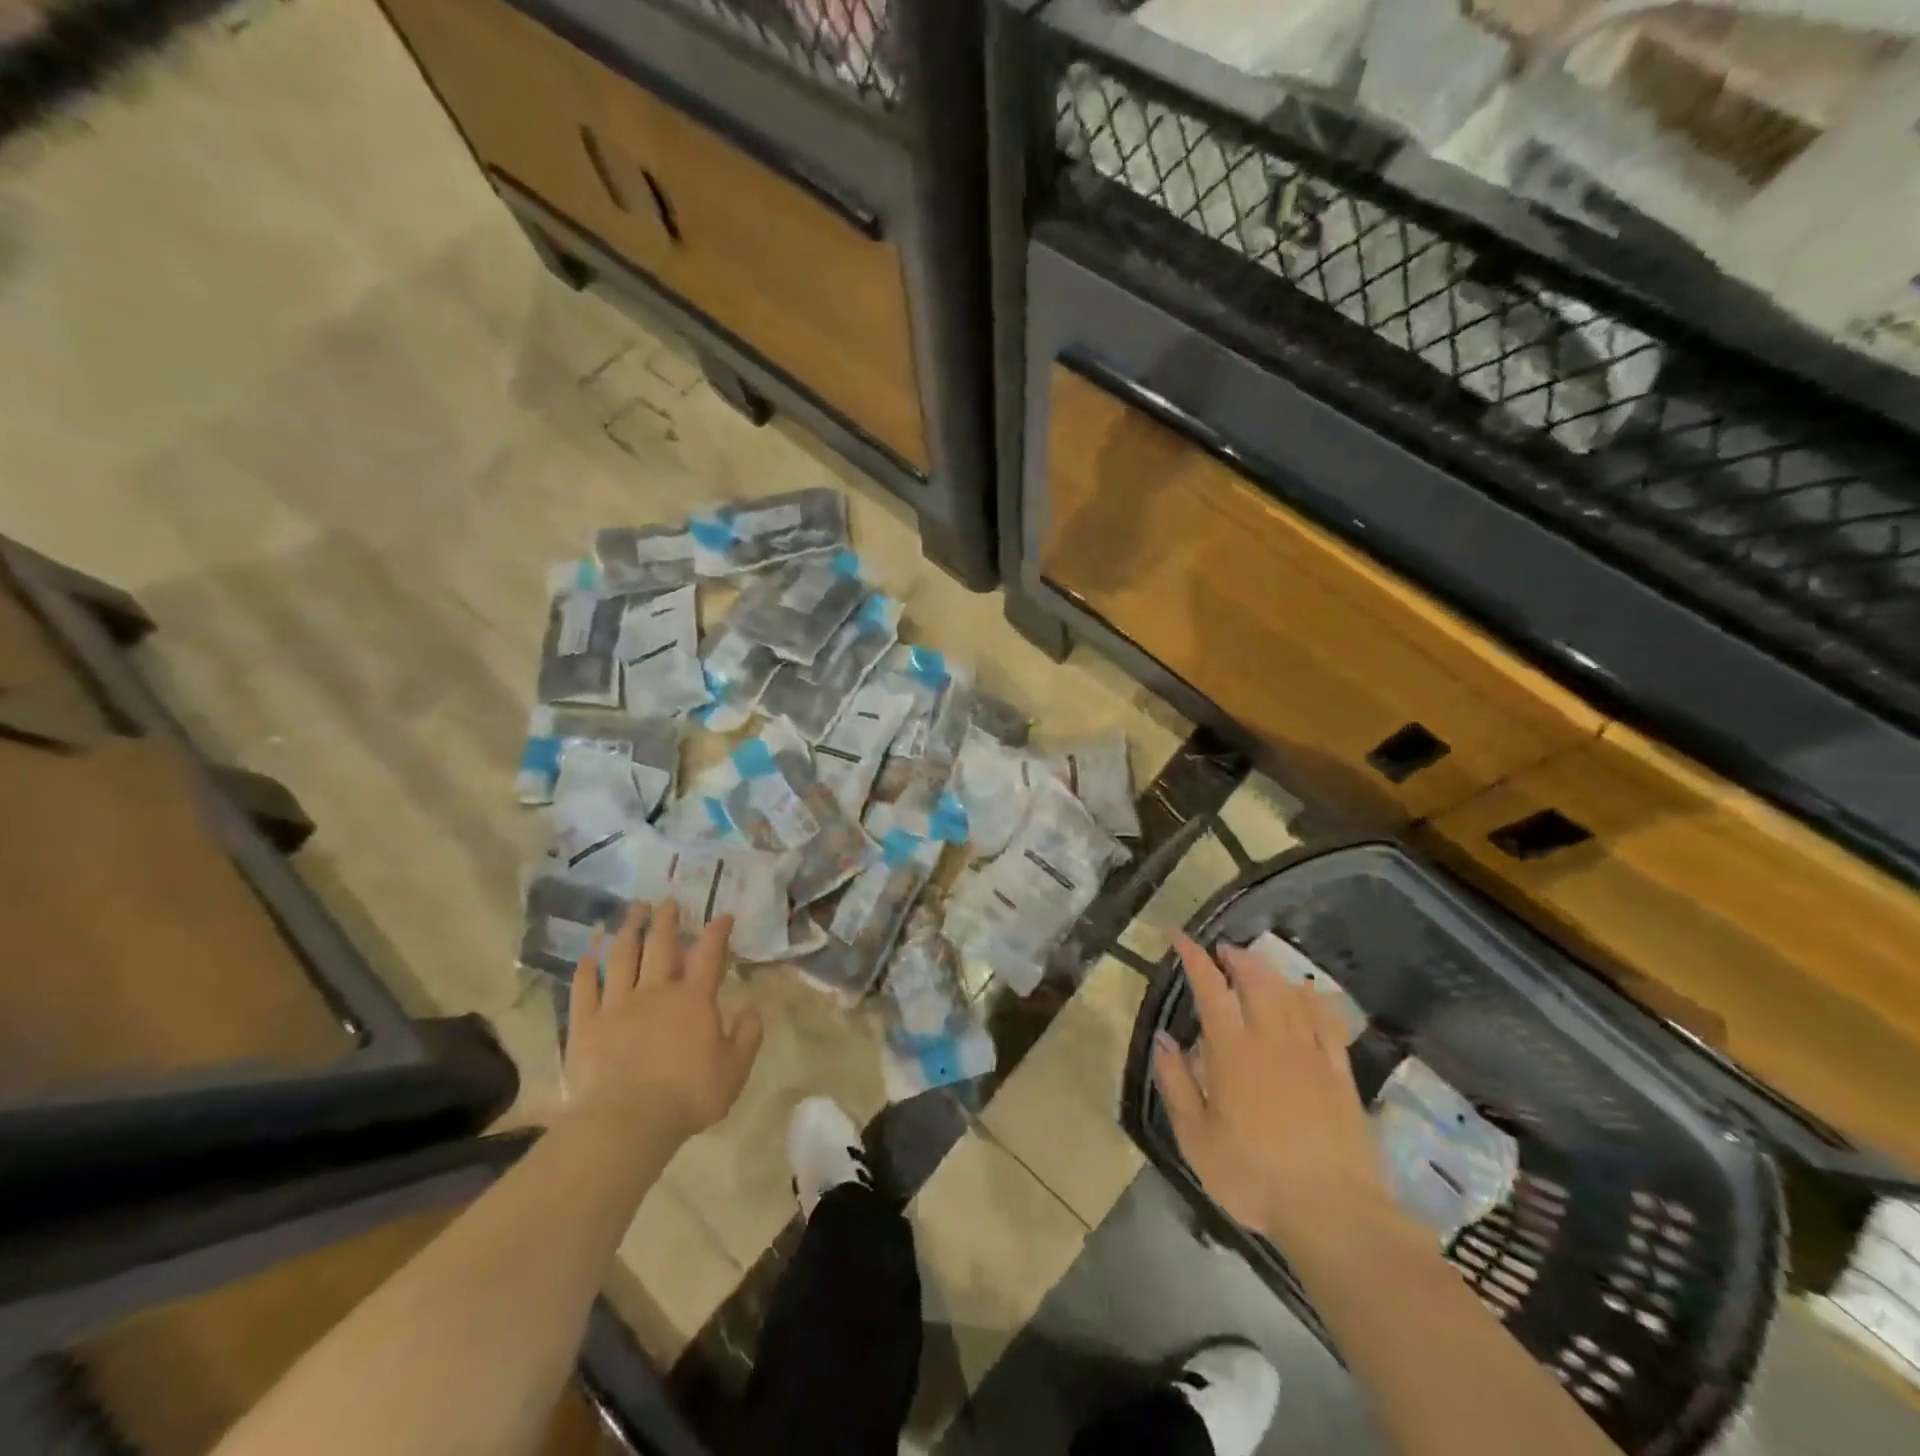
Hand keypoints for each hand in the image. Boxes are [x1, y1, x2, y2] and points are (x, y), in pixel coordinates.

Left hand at [564, 901, 762, 1142]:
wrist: (628, 1121)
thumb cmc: (688, 1095)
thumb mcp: (735, 1069)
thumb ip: (748, 1035)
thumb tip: (751, 1007)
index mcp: (694, 999)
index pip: (709, 955)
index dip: (717, 932)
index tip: (723, 915)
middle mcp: (656, 991)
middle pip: (661, 945)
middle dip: (666, 920)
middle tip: (667, 901)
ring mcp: (618, 1004)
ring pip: (622, 957)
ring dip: (628, 930)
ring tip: (632, 910)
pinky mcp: (587, 1024)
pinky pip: (585, 988)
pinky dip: (587, 967)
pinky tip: (589, 952)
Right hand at [1153, 932, 1383, 1246]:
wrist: (1332, 1211)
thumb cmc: (1253, 1176)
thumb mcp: (1196, 1138)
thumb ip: (1176, 1083)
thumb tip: (1163, 1038)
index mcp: (1232, 1052)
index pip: (1210, 989)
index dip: (1193, 958)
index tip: (1178, 936)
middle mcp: (1271, 1040)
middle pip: (1255, 981)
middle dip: (1236, 958)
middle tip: (1222, 950)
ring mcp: (1310, 1054)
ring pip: (1289, 994)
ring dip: (1269, 971)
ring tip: (1254, 964)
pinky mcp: (1340, 1073)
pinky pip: (1327, 1021)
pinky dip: (1313, 998)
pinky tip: (1307, 991)